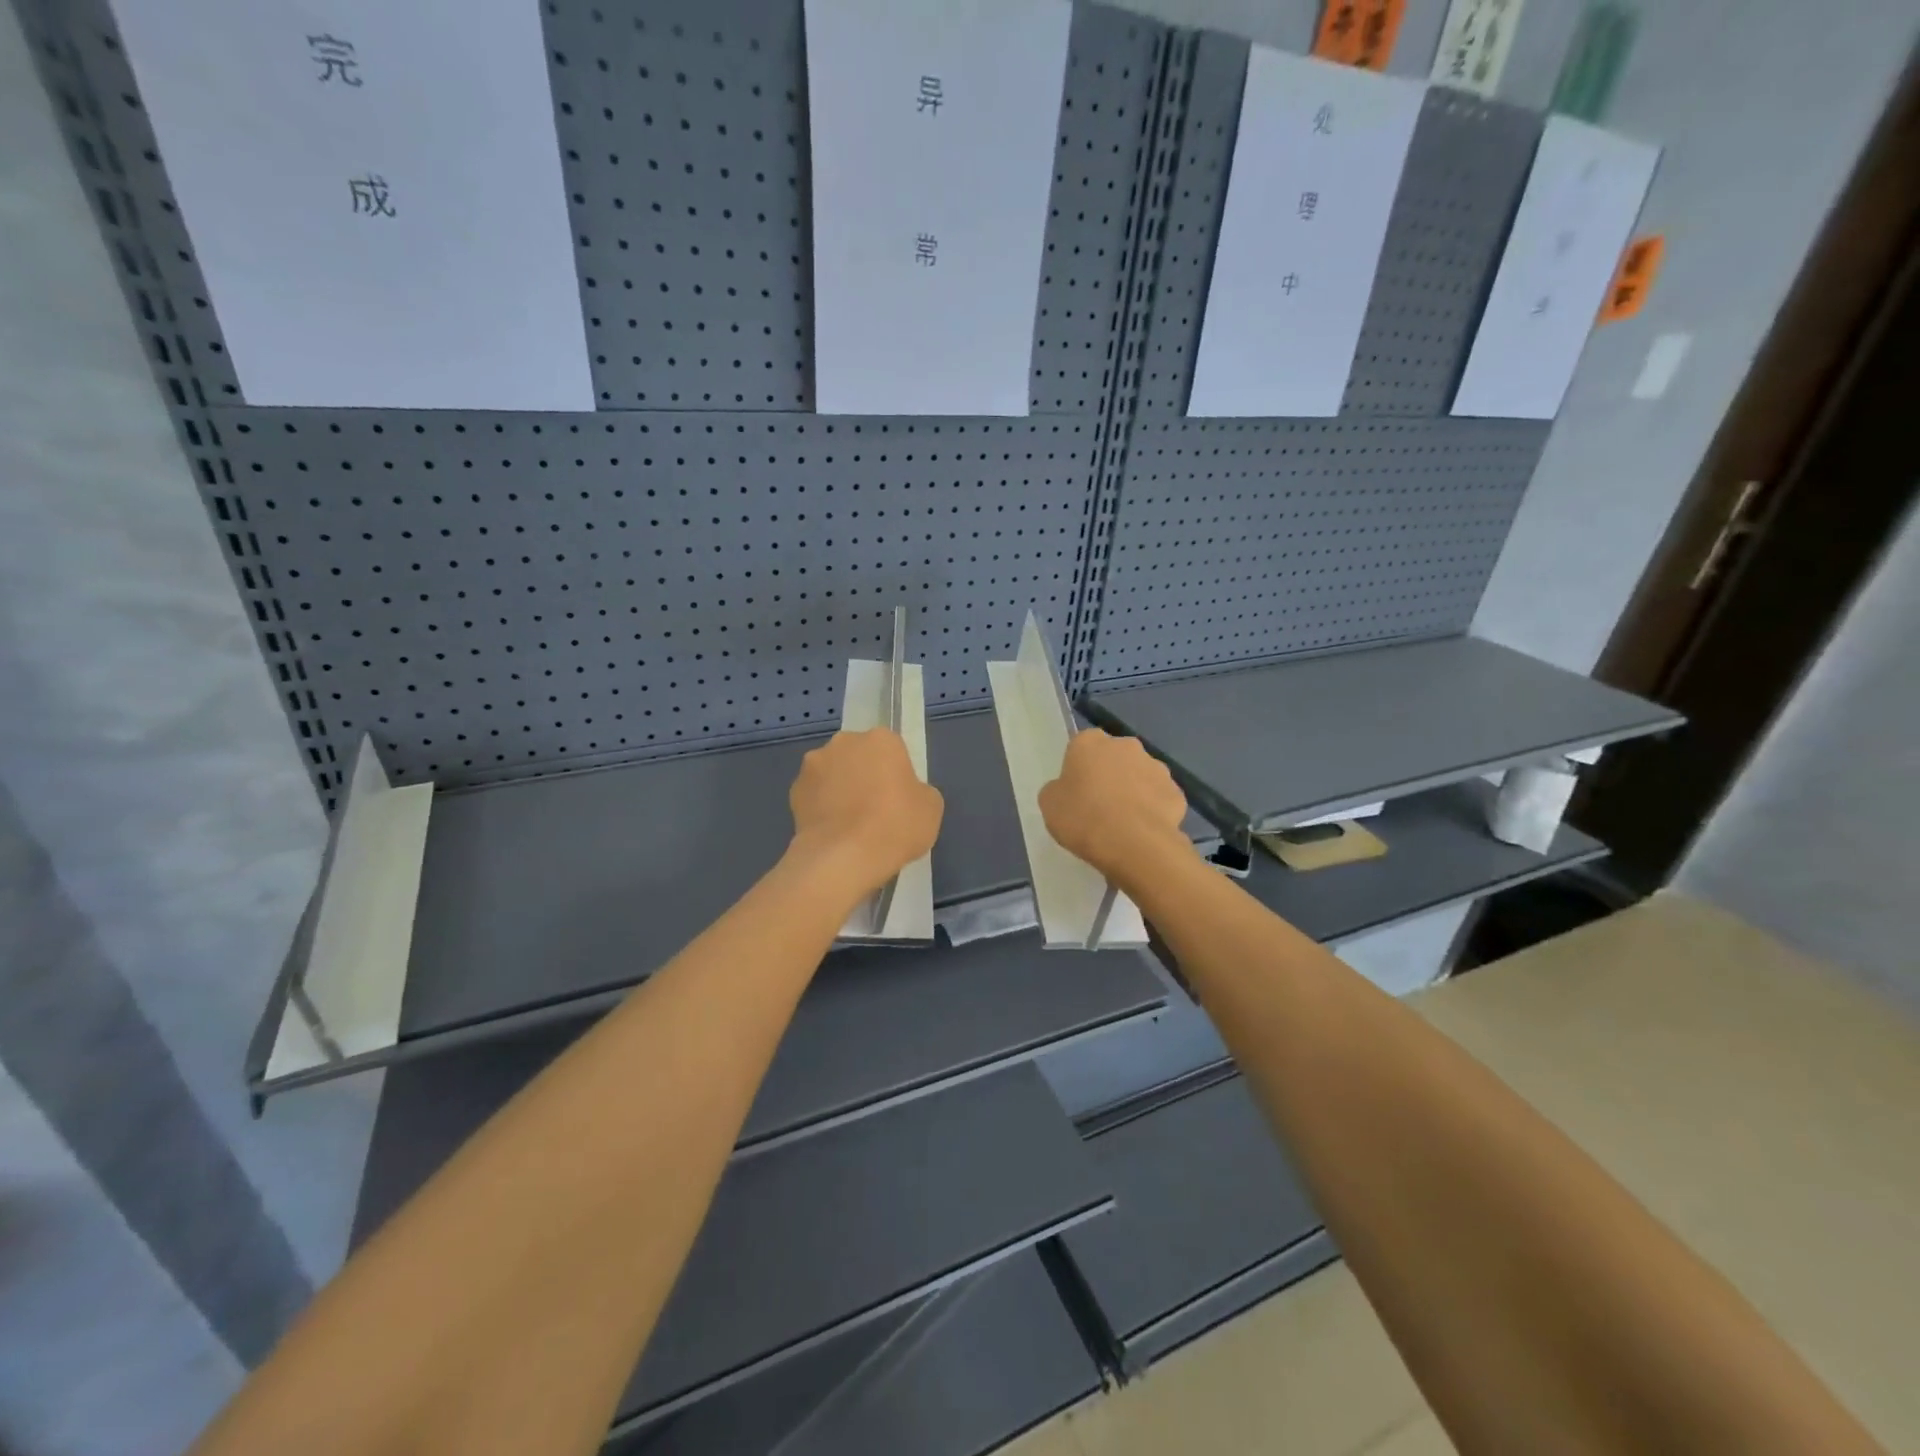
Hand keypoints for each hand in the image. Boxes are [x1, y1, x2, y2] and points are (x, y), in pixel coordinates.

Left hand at [788, 728, 943, 900]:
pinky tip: (832, 833)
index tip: (899, 798)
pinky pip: (814, 795)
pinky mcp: (793, 790)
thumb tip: (903, 794)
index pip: (892, 749)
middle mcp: (844, 742)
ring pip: (833, 773)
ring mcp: (814, 765)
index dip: (896, 773)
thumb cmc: (895, 826)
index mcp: (881, 739)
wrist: (843, 858)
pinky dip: (821, 808)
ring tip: (849, 825)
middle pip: (858, 755)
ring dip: (839, 789)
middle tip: (875, 810)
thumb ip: (918, 790)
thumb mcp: (931, 808)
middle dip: (864, 775)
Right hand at [1039, 730, 1191, 887]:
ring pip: (1140, 776)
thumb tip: (1067, 789)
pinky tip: (1143, 832)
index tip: (1076, 792)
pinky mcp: (1176, 792)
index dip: (1078, 769)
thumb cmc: (1084, 818)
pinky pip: (1159, 798)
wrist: (1134, 844)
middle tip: (1099, 806)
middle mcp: (1126, 745)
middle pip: (1114, 757)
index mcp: (1090, 742)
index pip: (1081, 747)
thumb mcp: (1050, 805)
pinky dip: (1153, 810)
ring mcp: (1157, 767)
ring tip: (1123, 823)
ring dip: (1133, 791)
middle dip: (1109, 775)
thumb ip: (1057, 789)